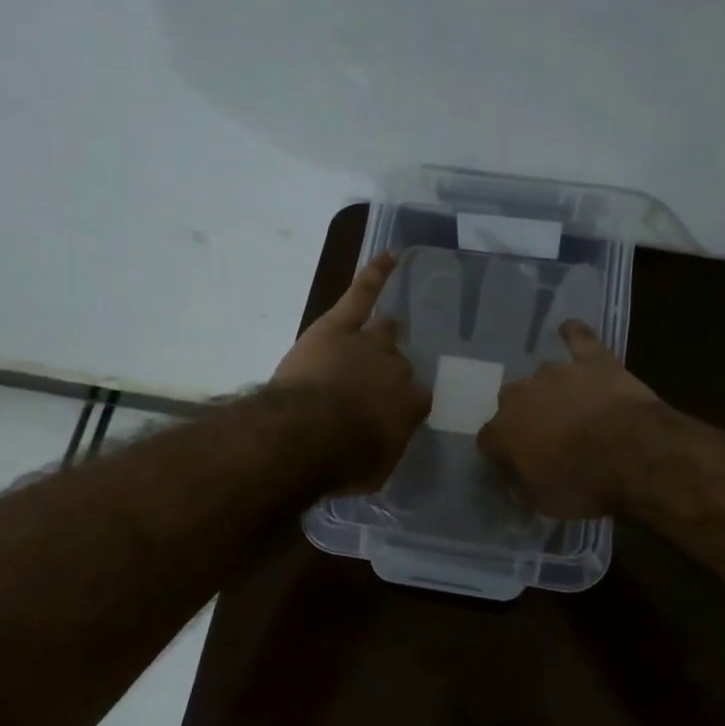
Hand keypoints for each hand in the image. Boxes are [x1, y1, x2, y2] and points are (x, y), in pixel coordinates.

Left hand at [272, 252, 430, 491]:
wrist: (308, 433)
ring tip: (388, 329)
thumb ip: (385, 449)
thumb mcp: (375, 469)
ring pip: (385, 331)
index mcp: (409, 405)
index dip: (403, 405)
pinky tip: (389, 256)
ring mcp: (370, 342)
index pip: (416, 399)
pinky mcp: (340, 324)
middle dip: (388, 373)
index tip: (390, 414)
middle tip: (371, 385)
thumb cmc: (342, 460)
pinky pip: (362, 293)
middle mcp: (397, 369)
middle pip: (399, 364)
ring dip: (385, 333)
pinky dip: (376, 273)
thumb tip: (384, 441)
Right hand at [478, 319, 659, 517]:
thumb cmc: (584, 484)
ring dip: (552, 390)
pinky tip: (570, 331)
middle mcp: (521, 394)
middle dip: (525, 416)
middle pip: (511, 401)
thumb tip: (515, 480)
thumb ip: (522, 485)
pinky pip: (578, 338)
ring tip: (571, 407)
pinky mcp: (592, 359)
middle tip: (546, 436)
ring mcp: (557, 372)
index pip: (488, 439)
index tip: (516, 464)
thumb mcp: (543, 502)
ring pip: (543, 376)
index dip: (502, 452)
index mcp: (503, 430)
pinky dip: (574, 336)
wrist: (634, 454)